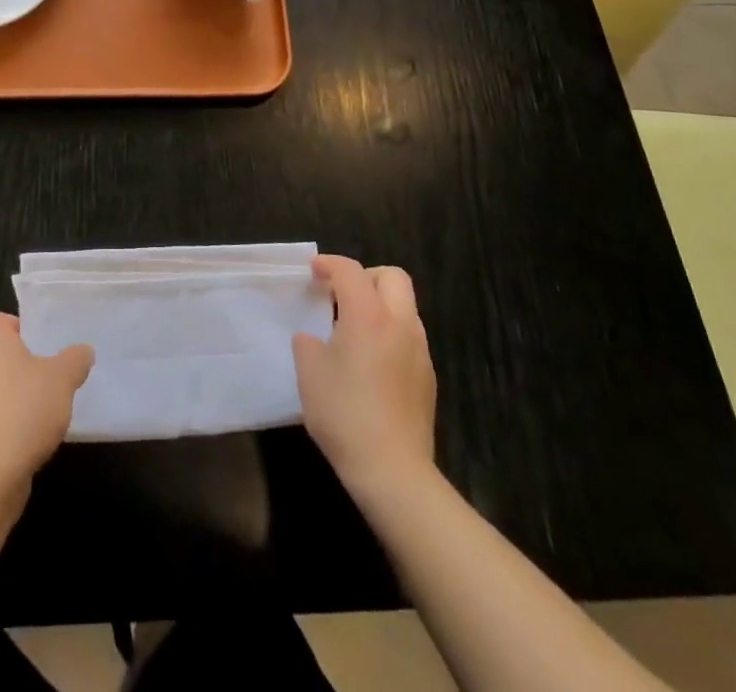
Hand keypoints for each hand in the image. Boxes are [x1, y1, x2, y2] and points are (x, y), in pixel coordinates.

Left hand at [0, 310, 93, 483]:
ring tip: (21, 418)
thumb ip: (75, 359)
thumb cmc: (23, 410)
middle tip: (35, 385)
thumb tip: (82, 352)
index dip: (22, 336)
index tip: (40, 359)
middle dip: (6, 365)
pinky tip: (4, 443)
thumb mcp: (63, 380)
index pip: (1, 320)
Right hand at [293, 256, 436, 491]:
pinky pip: (409, 337)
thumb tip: (314, 338)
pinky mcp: (428, 377)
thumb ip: (308, 343)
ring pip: (405, 307)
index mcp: (368, 316)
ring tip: (354, 328)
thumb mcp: (309, 373)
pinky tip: (371, 361)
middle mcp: (400, 324)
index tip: (313, 271)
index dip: (329, 264)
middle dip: (366, 276)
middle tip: (341, 294)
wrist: (393, 471)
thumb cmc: (344, 414)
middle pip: (393, 277)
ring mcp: (419, 351)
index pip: (350, 271)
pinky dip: (390, 333)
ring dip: (380, 305)